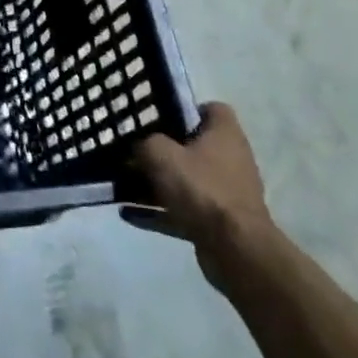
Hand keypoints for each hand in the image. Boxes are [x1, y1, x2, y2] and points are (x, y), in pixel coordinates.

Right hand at [132, 102, 271, 286]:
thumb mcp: (159, 153)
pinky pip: (184, 210)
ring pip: (187, 180)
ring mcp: (227, 193)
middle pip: (194, 146)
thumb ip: (144, 143)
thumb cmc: (200, 187)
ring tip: (123, 185)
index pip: (211, 109)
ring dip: (157, 183)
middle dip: (163, 149)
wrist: (234, 249)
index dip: (185, 109)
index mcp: (225, 134)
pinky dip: (159, 212)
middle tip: (133, 150)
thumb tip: (138, 148)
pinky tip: (129, 214)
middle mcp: (231, 160)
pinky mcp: (220, 222)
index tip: (158, 116)